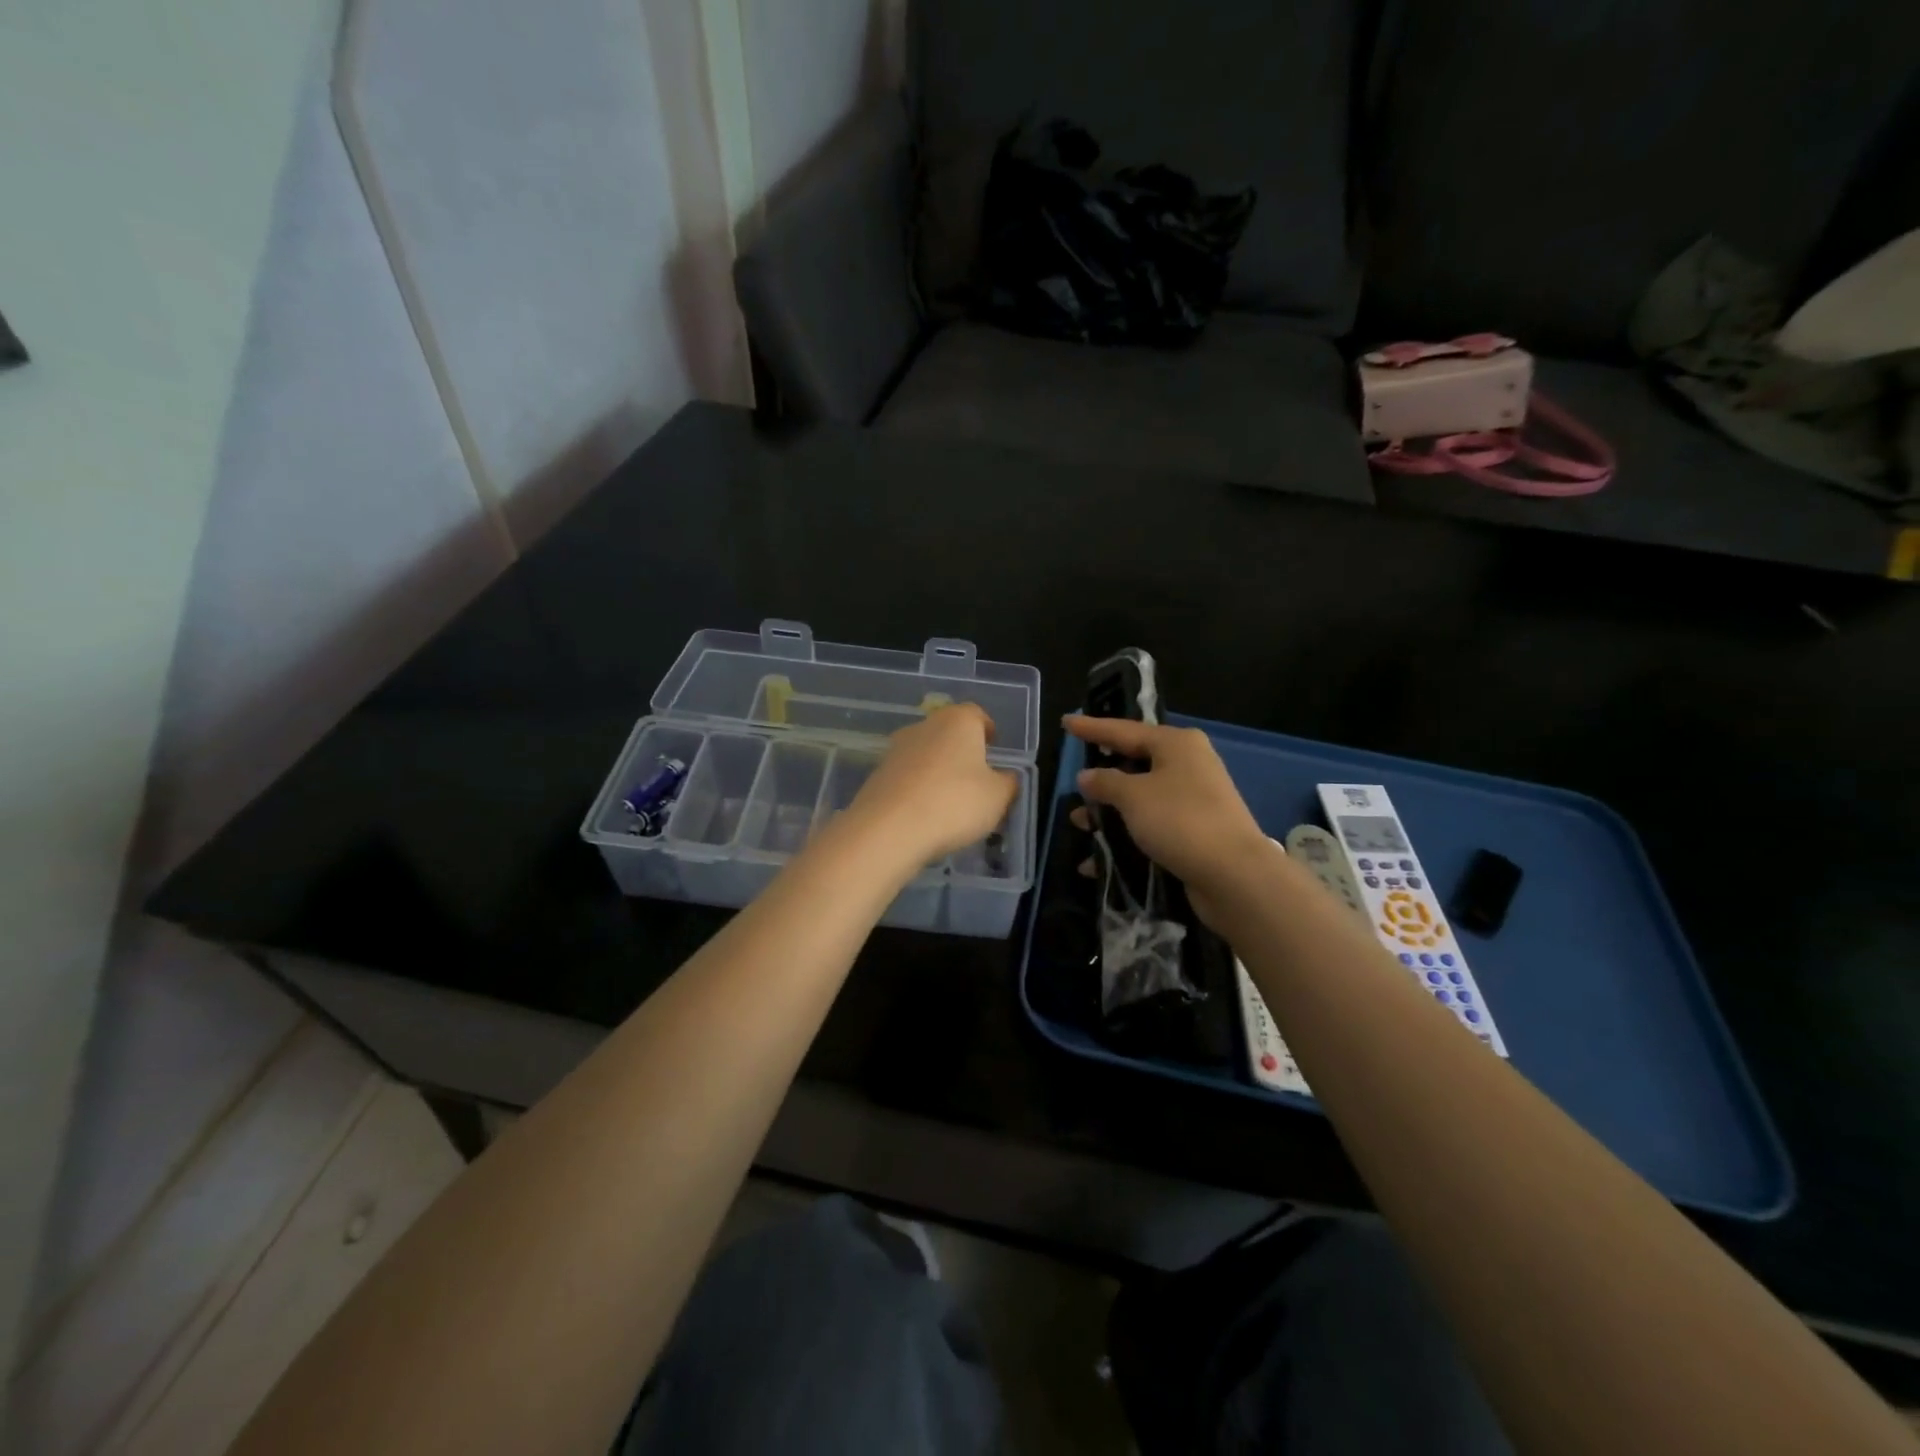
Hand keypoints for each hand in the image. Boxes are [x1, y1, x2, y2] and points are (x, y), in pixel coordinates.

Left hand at [845, 705, 1019, 869]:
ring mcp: (896, 749)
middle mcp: (925, 726)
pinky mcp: (877, 775)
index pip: (977, 715)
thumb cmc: (955, 803)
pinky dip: (918, 789)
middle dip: (962, 752)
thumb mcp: (998, 797)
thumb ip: (1008, 783)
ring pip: (926, 754)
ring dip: (938, 771)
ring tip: (950, 801)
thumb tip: (1007, 777)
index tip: (994, 748)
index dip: (987, 730)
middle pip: (948, 733)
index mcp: (958, 721)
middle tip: (976, 778)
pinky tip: (925, 814)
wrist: (889, 829)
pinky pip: (907, 777)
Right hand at [1065, 715, 1271, 923]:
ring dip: (1109, 813)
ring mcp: (1193, 799)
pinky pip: (1150, 826)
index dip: (1093, 728)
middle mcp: (1188, 765)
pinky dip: (1125, 837)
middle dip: (1101, 779)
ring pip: (1140, 799)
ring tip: (1080, 825)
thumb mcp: (1133, 796)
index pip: (1124, 730)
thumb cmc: (1180, 820)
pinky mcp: (1194, 831)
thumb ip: (1105, 782)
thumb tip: (1087, 776)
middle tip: (1075, 782)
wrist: (1233, 875)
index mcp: (1176, 744)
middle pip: (1134, 764)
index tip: (1066, 721)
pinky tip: (1097, 861)